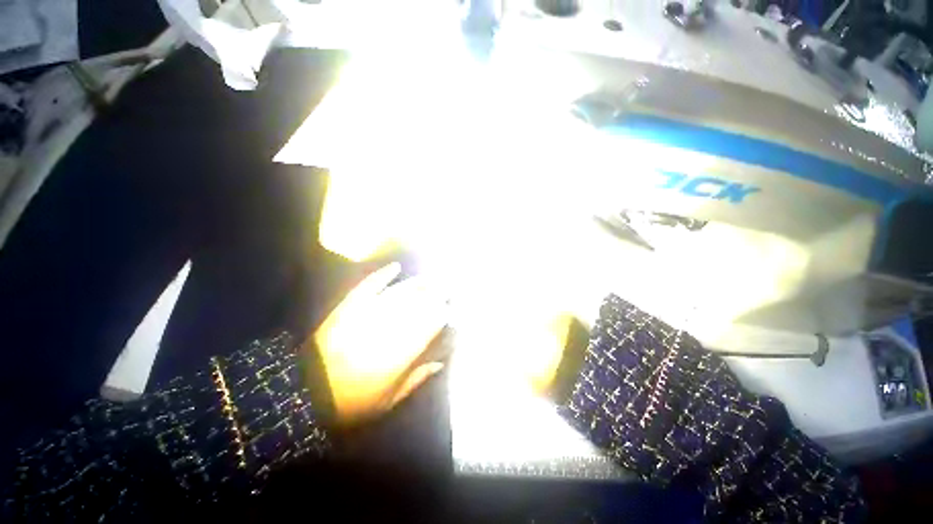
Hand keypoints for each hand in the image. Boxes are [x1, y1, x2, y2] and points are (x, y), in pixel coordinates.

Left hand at [313, 263, 447, 423]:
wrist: (307, 390)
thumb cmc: (353, 400)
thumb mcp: (389, 400)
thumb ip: (417, 379)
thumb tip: (440, 363)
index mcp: (401, 351)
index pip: (429, 325)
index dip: (442, 314)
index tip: (451, 309)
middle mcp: (389, 326)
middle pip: (418, 304)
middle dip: (436, 294)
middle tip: (448, 287)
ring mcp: (369, 312)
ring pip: (401, 293)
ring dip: (419, 283)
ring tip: (432, 277)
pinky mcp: (351, 305)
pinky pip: (371, 285)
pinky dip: (384, 274)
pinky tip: (396, 266)